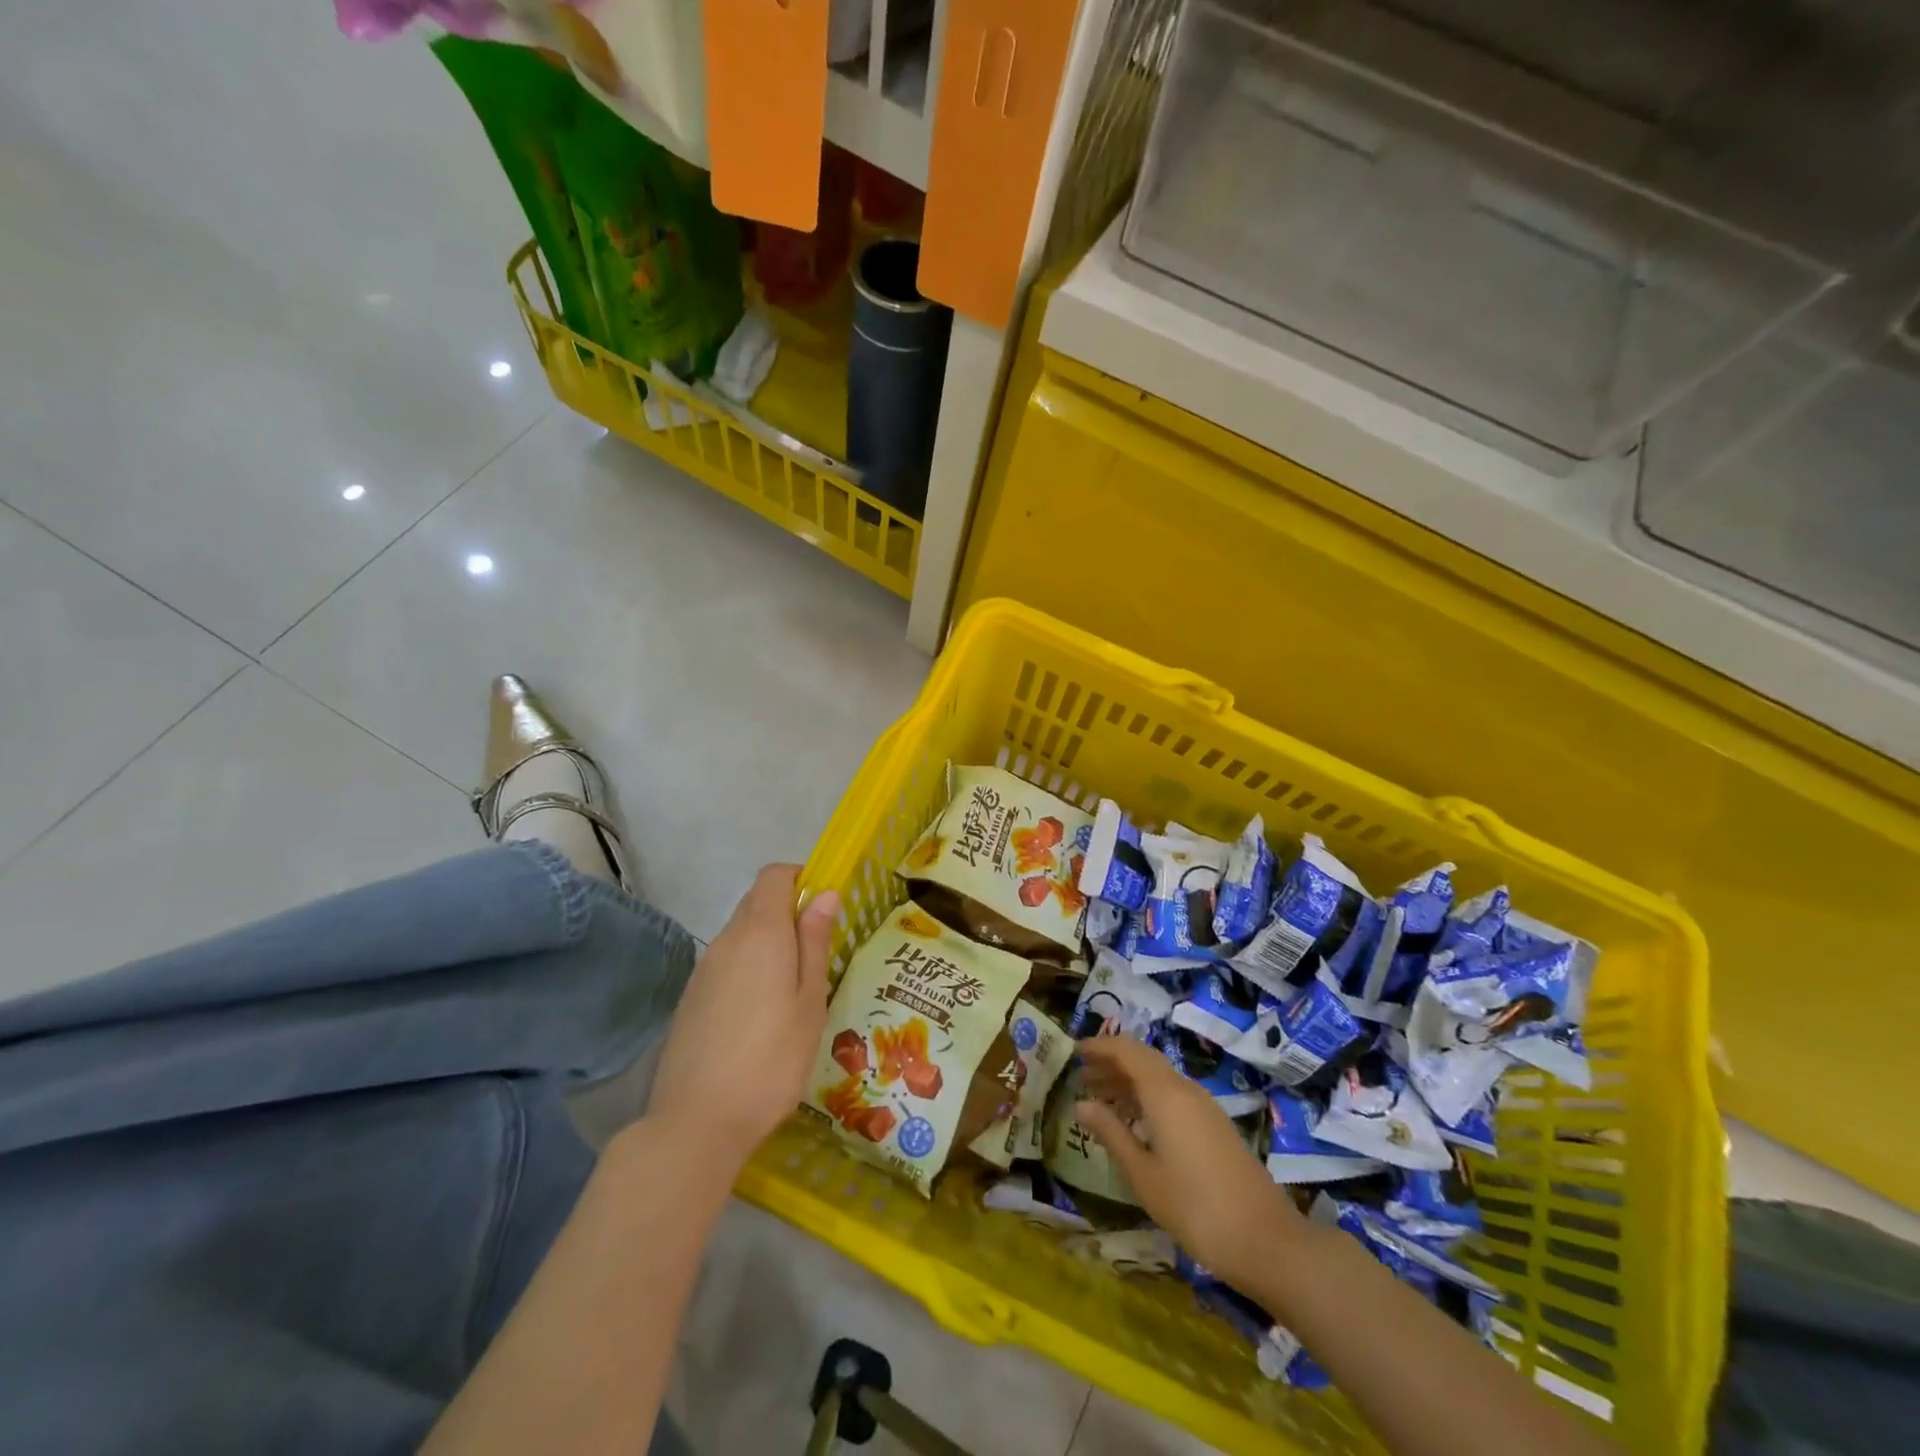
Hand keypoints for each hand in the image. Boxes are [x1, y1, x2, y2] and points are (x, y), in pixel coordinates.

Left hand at [648, 865, 838, 1166]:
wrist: (696, 1122)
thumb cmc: (771, 1059)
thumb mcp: (809, 1001)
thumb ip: (815, 942)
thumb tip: (825, 893)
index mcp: (760, 933)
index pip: (773, 876)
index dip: (800, 878)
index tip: (825, 905)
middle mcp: (727, 940)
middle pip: (756, 902)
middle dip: (788, 911)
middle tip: (818, 951)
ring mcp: (704, 969)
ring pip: (741, 933)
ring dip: (769, 942)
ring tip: (794, 988)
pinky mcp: (691, 997)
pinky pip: (726, 962)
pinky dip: (749, 967)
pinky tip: (762, 1012)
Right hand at [1074, 1035, 1308, 1291]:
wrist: (1266, 1241)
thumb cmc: (1194, 1207)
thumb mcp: (1143, 1173)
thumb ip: (1111, 1133)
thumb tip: (1081, 1104)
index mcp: (1165, 1093)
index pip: (1126, 1051)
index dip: (1100, 1047)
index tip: (1074, 1052)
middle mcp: (1185, 1089)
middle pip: (1143, 1060)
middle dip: (1111, 1063)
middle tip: (1081, 1076)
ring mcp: (1204, 1107)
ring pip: (1159, 1078)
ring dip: (1129, 1081)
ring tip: (1100, 1097)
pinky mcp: (1215, 1126)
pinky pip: (1173, 1095)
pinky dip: (1148, 1097)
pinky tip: (1135, 1121)